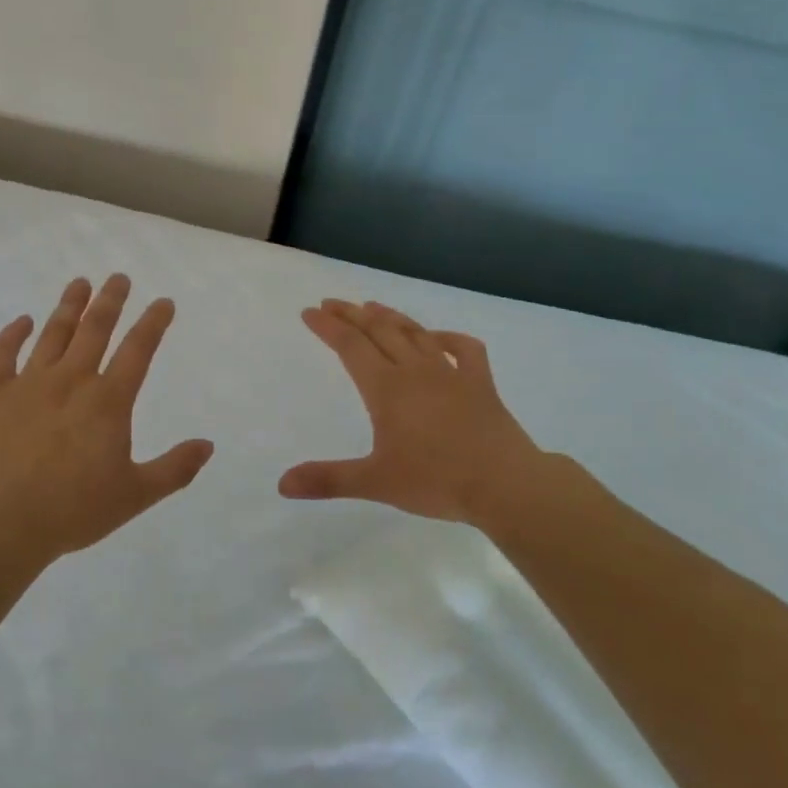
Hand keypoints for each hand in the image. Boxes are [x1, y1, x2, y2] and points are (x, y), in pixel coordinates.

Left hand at [0, 274, 214, 566]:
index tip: (164, 302)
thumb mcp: (135, 495)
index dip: (153, 322)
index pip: (138, 350)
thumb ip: (174, 469)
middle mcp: (71, 380)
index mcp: (107, 401)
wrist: (1, 523)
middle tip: (119, 277)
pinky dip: (12, 334)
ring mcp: (29, 383)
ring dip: (69, 305)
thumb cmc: (73, 510)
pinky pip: (2, 354)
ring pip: (53, 333)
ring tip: (80, 282)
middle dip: (111, 300)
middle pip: (95, 329)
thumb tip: (208, 444)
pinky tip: (22, 321)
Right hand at [279, 299, 554, 525]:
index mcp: (386, 389)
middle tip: (332, 303)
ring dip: (391, 317)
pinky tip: (437, 338)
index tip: (310, 312)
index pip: (349, 346)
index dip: (327, 327)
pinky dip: (447, 338)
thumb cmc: (436, 480)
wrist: (505, 484)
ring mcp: (450, 373)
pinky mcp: (480, 383)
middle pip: (378, 330)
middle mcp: (414, 371)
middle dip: (352, 314)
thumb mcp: (375, 482)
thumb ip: (328, 480)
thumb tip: (283, 484)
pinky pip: (464, 349)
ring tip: (372, 306)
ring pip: (415, 333)